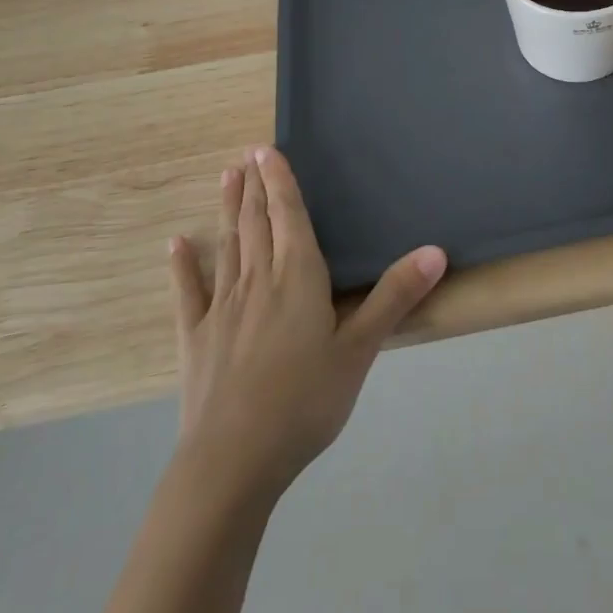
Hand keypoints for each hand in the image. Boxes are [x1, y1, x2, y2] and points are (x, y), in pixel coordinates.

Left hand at [168, 146, 445, 501]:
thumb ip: (394, 297)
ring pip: (228, 246)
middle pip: (257, 222)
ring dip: (228, 210)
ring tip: (226, 178)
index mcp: (297, 277)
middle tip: (247, 155)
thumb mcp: (359, 351)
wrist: (233, 462)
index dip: (280, 181)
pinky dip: (183, 266)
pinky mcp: (196, 338)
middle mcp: (258, 280)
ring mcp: (223, 307)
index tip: (266, 150)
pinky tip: (176, 244)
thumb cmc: (304, 402)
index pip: (288, 215)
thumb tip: (436, 251)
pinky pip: (189, 293)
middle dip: (255, 187)